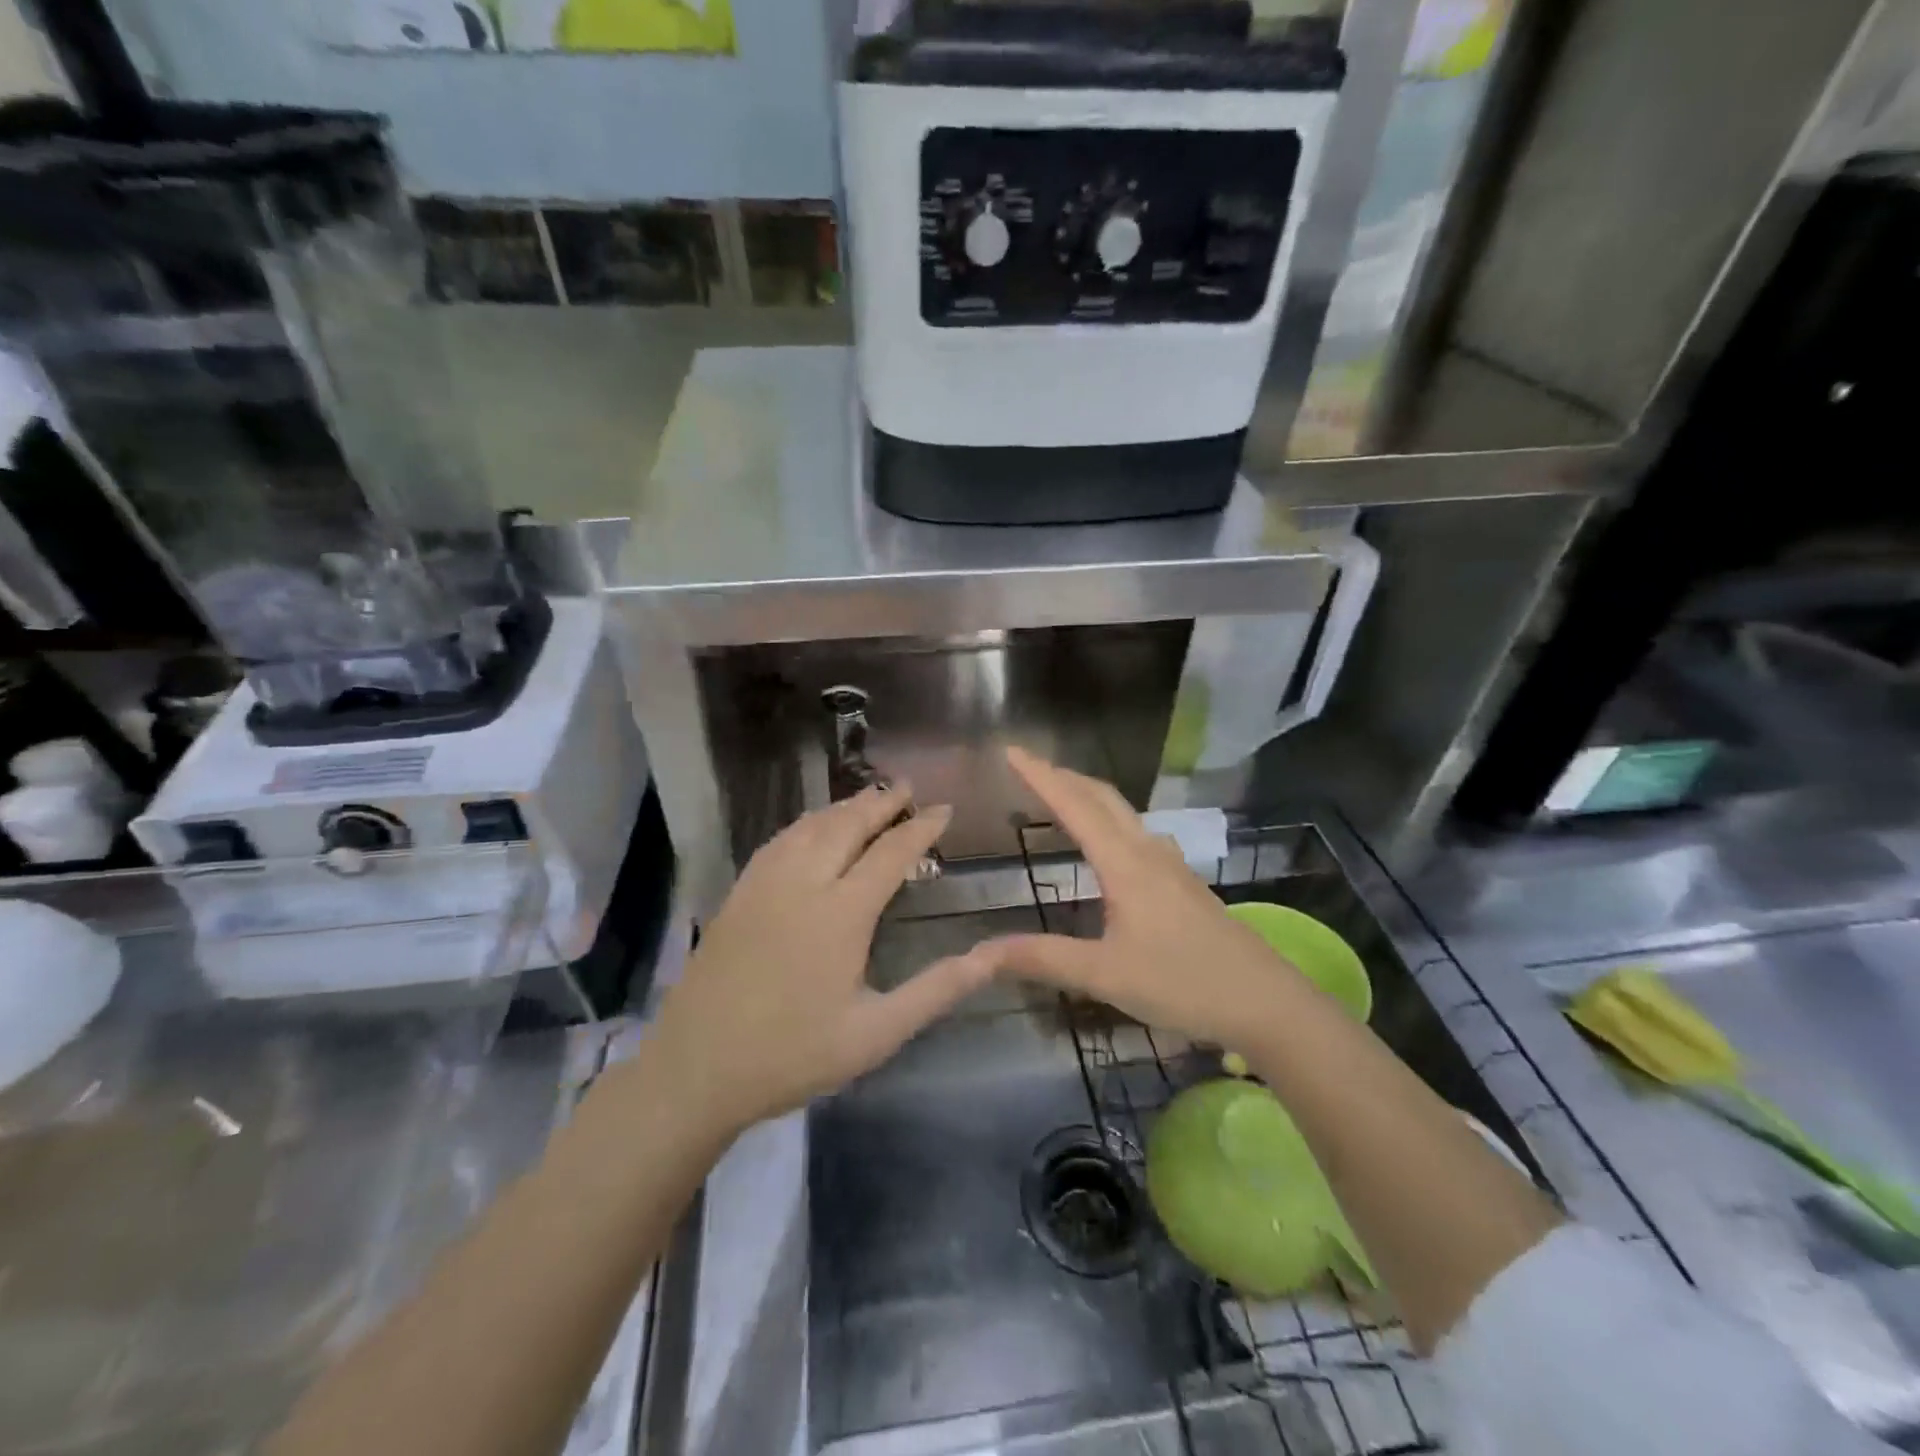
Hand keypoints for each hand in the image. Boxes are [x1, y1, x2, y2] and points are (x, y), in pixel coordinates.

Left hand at [645, 784, 993, 1141]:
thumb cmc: (793, 1055)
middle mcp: (804, 883)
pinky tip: (812, 827)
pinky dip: (807, 822)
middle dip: (881, 801)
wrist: (695, 1069)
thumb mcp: (877, 1032)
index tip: (944, 808)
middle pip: (848, 825)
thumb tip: (993, 956)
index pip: (891, 853)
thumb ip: (938, 988)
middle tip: (907, 786)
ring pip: (811, 826)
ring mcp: (765, 884)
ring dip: (844, 806)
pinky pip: (780, 840)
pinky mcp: (738, 894)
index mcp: (842, 913)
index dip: (921, 828)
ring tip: (869, 798)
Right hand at [982, 747, 1309, 1045]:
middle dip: (1063, 776)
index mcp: (1125, 864)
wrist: (1267, 1003)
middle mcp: (1148, 853)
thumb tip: (980, 954)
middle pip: (1102, 798)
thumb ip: (1042, 959)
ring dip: (1088, 796)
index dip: (1040, 776)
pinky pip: (1137, 834)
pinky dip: (1109, 821)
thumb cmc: (1184, 984)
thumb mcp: (1106, 975)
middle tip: (1028, 768)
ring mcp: (1171, 867)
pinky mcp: (1184, 884)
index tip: (1012, 750)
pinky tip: (1109, 846)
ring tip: (1060, 797)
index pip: (1075, 806)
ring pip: (1123, 814)